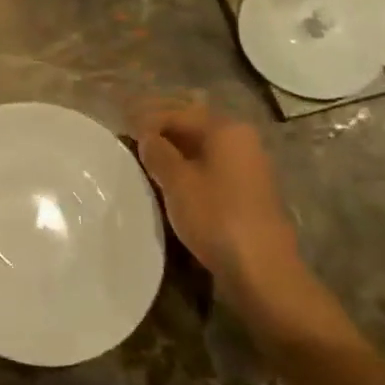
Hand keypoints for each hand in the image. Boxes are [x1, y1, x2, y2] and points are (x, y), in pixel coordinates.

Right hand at [130, 97, 301, 302]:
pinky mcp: (248, 192)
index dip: (146, 119)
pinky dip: (188, 169)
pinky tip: (169, 182)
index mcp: (226, 130)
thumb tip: (146, 136)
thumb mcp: (176, 181)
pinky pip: (211, 168)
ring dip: (173, 152)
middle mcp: (241, 140)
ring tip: (144, 162)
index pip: (177, 113)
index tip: (121, 129)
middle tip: (130, 141)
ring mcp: (248, 167)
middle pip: (192, 127)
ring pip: (201, 149)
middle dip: (161, 132)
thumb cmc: (216, 217)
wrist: (262, 271)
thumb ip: (157, 152)